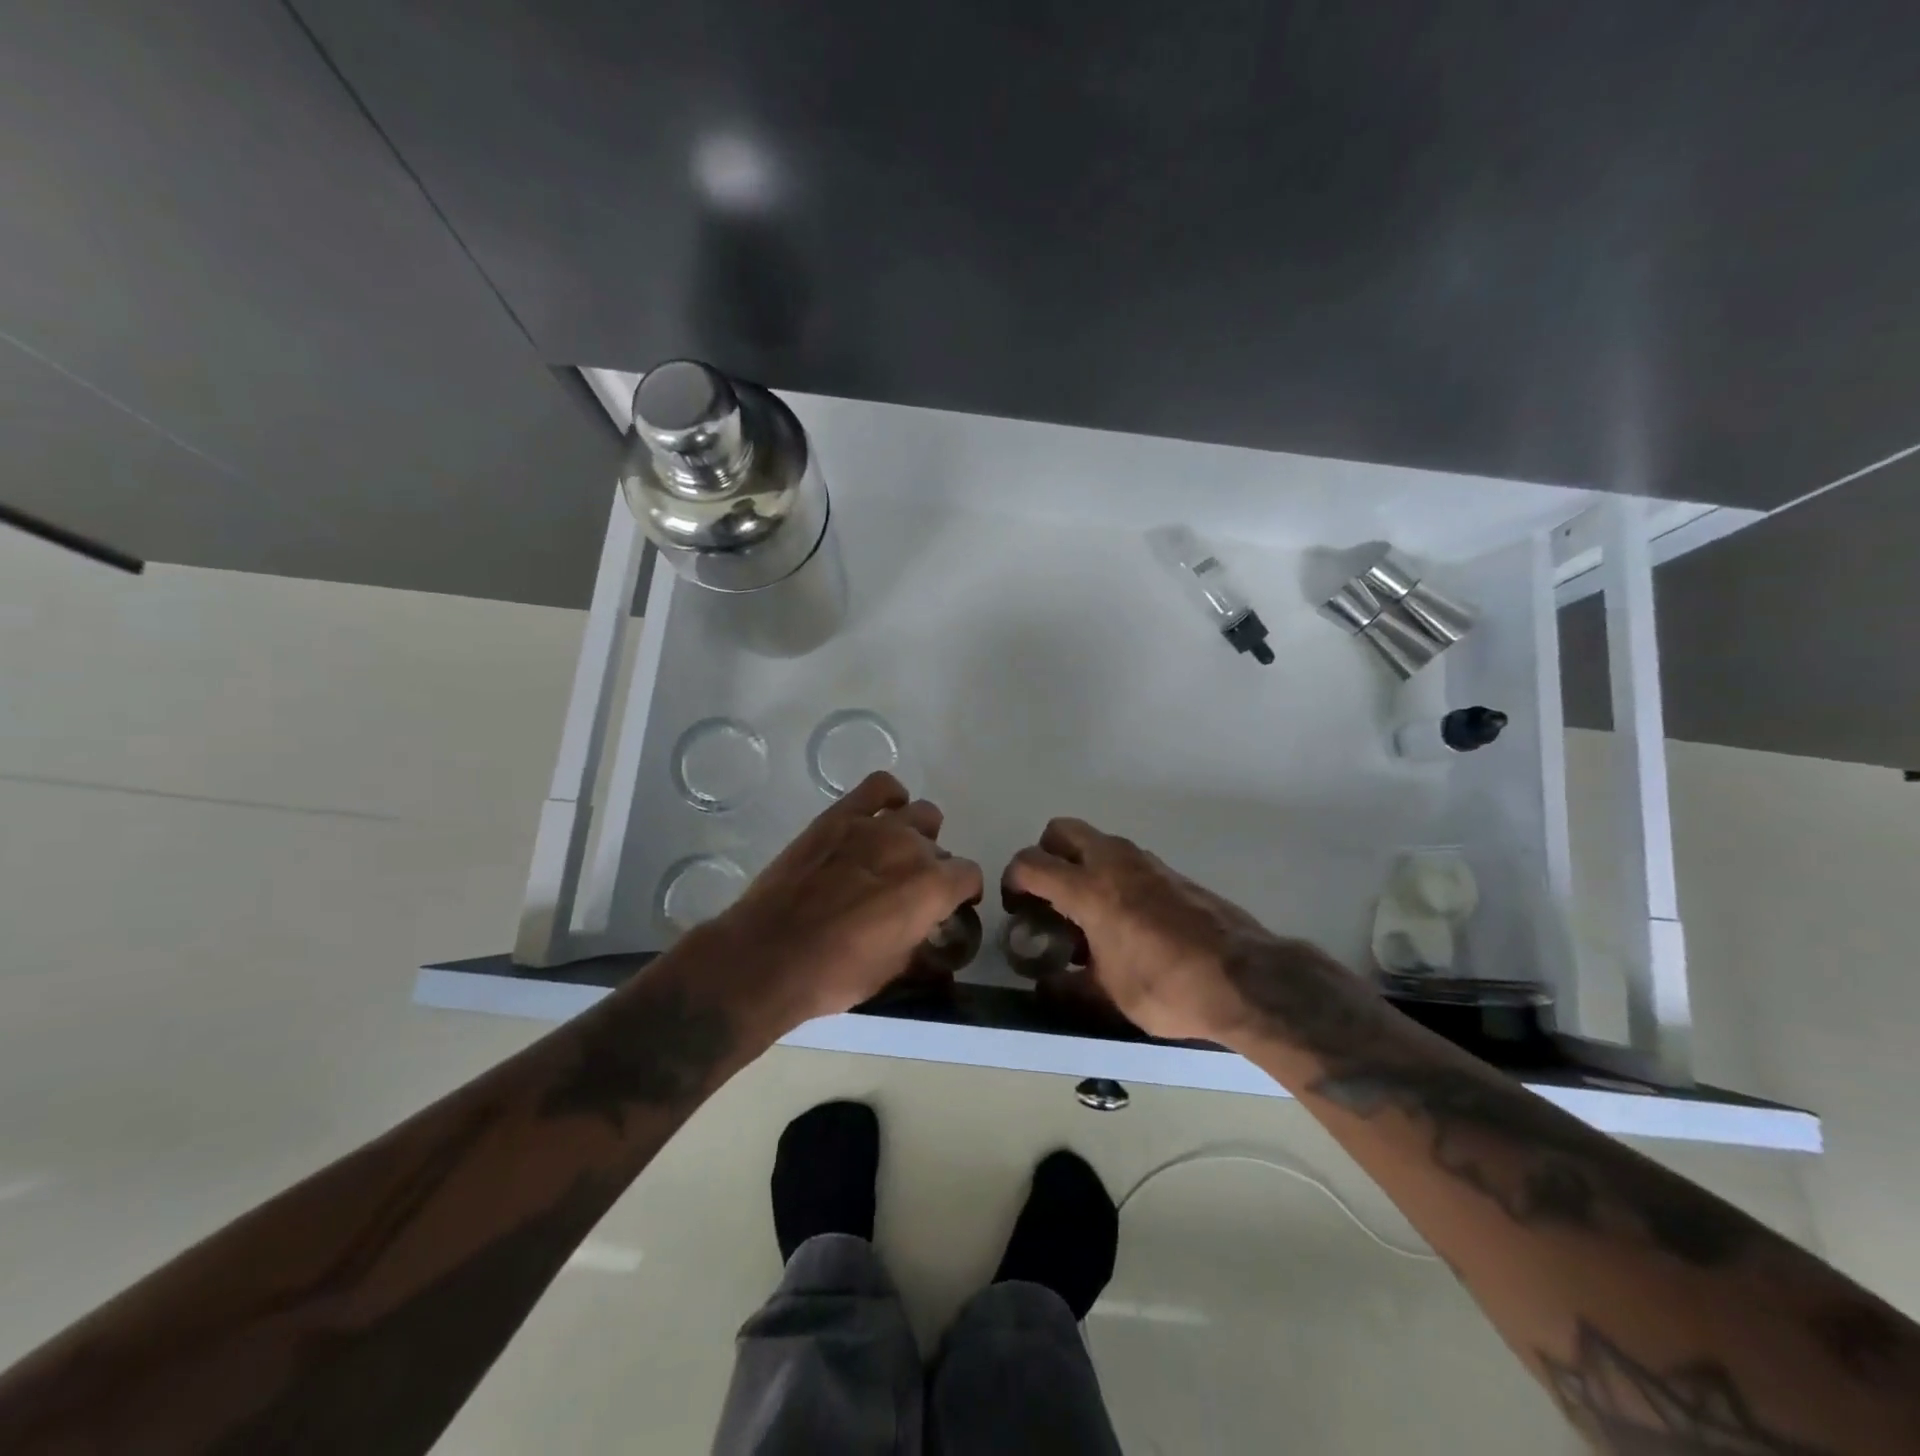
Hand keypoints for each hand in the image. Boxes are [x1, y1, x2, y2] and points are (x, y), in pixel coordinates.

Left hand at [707, 772, 982, 1027]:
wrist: (767, 957)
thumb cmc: (835, 975)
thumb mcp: (893, 970)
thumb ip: (921, 940)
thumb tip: (928, 930)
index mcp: (932, 887)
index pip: (969, 875)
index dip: (963, 893)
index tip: (951, 906)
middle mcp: (912, 847)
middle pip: (940, 848)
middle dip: (934, 870)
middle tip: (910, 893)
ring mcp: (874, 825)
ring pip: (920, 813)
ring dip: (917, 835)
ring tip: (896, 854)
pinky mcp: (839, 816)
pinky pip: (880, 786)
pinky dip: (889, 797)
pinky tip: (880, 816)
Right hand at [1004, 817, 1333, 1044]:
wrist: (1245, 979)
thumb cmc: (1168, 988)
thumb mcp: (1109, 997)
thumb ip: (1069, 988)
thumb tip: (1046, 987)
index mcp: (1089, 890)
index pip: (1032, 863)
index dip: (1013, 879)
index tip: (1017, 906)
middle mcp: (1114, 864)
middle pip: (1062, 830)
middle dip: (1046, 854)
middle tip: (1049, 893)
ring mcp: (1146, 863)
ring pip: (1098, 841)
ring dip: (1082, 862)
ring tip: (1087, 910)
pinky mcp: (1172, 872)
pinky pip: (1128, 859)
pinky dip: (1113, 874)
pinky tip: (1126, 918)